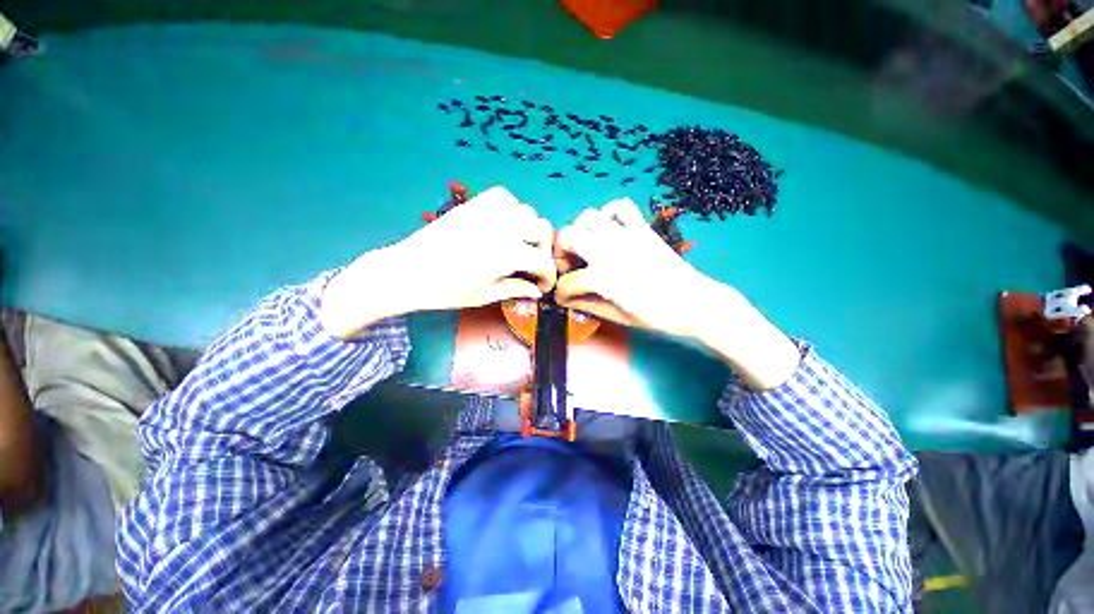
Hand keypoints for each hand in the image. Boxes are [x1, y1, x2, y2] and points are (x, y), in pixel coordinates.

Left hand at [321, 186, 555, 338]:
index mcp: (508, 254)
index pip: (543, 262)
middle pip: (543, 230)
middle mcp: (505, 227)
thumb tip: (537, 291)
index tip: (542, 285)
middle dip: (543, 250)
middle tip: (532, 265)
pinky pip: (507, 198)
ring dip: (529, 230)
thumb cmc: (446, 290)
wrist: (408, 270)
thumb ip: (515, 289)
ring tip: (519, 245)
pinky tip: (504, 225)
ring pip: (528, 212)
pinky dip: (512, 211)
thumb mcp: (484, 296)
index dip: (548, 276)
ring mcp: (490, 211)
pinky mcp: (476, 203)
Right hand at [554, 198, 708, 338]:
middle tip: (568, 265)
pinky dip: (609, 213)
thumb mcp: (617, 316)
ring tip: (584, 244)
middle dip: (559, 252)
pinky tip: (609, 228)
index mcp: (602, 277)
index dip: (560, 293)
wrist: (692, 302)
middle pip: (567, 237)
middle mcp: (608, 250)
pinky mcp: (641, 228)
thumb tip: (568, 300)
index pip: (567, 282)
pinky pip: (620, 207)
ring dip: (579, 229)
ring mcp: (625, 235)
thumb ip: (588, 305)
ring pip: (588, 216)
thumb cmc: (655, 315)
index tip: (563, 298)